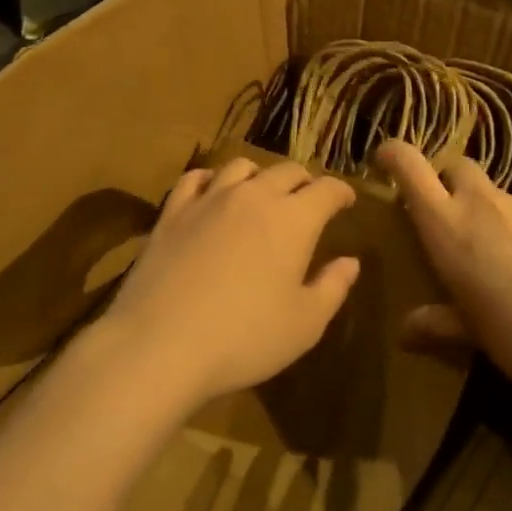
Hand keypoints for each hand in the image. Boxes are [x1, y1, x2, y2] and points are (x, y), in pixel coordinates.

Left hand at [104, 157, 361, 407]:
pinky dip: (212, 179)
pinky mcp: (172, 212)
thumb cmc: (244, 339)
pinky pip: (195, 178)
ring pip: (241, 167)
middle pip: (287, 171)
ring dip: (260, 176)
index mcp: (293, 220)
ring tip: (262, 193)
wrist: (160, 344)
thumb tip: (350, 262)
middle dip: (304, 182)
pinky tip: (212, 193)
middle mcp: (253, 196)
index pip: (327, 190)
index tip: (347, 201)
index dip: (342, 192)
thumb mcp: (305, 324)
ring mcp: (209, 200)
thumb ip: (332, 287)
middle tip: (309, 199)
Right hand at [374, 140, 511, 415]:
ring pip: (502, 196)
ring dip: (496, 217)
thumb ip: (435, 323)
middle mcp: (485, 203)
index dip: (394, 154)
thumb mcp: (470, 334)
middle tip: (455, 223)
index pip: (410, 166)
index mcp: (448, 226)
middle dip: (450, 184)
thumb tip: (404, 333)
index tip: (385, 160)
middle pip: (458, 167)